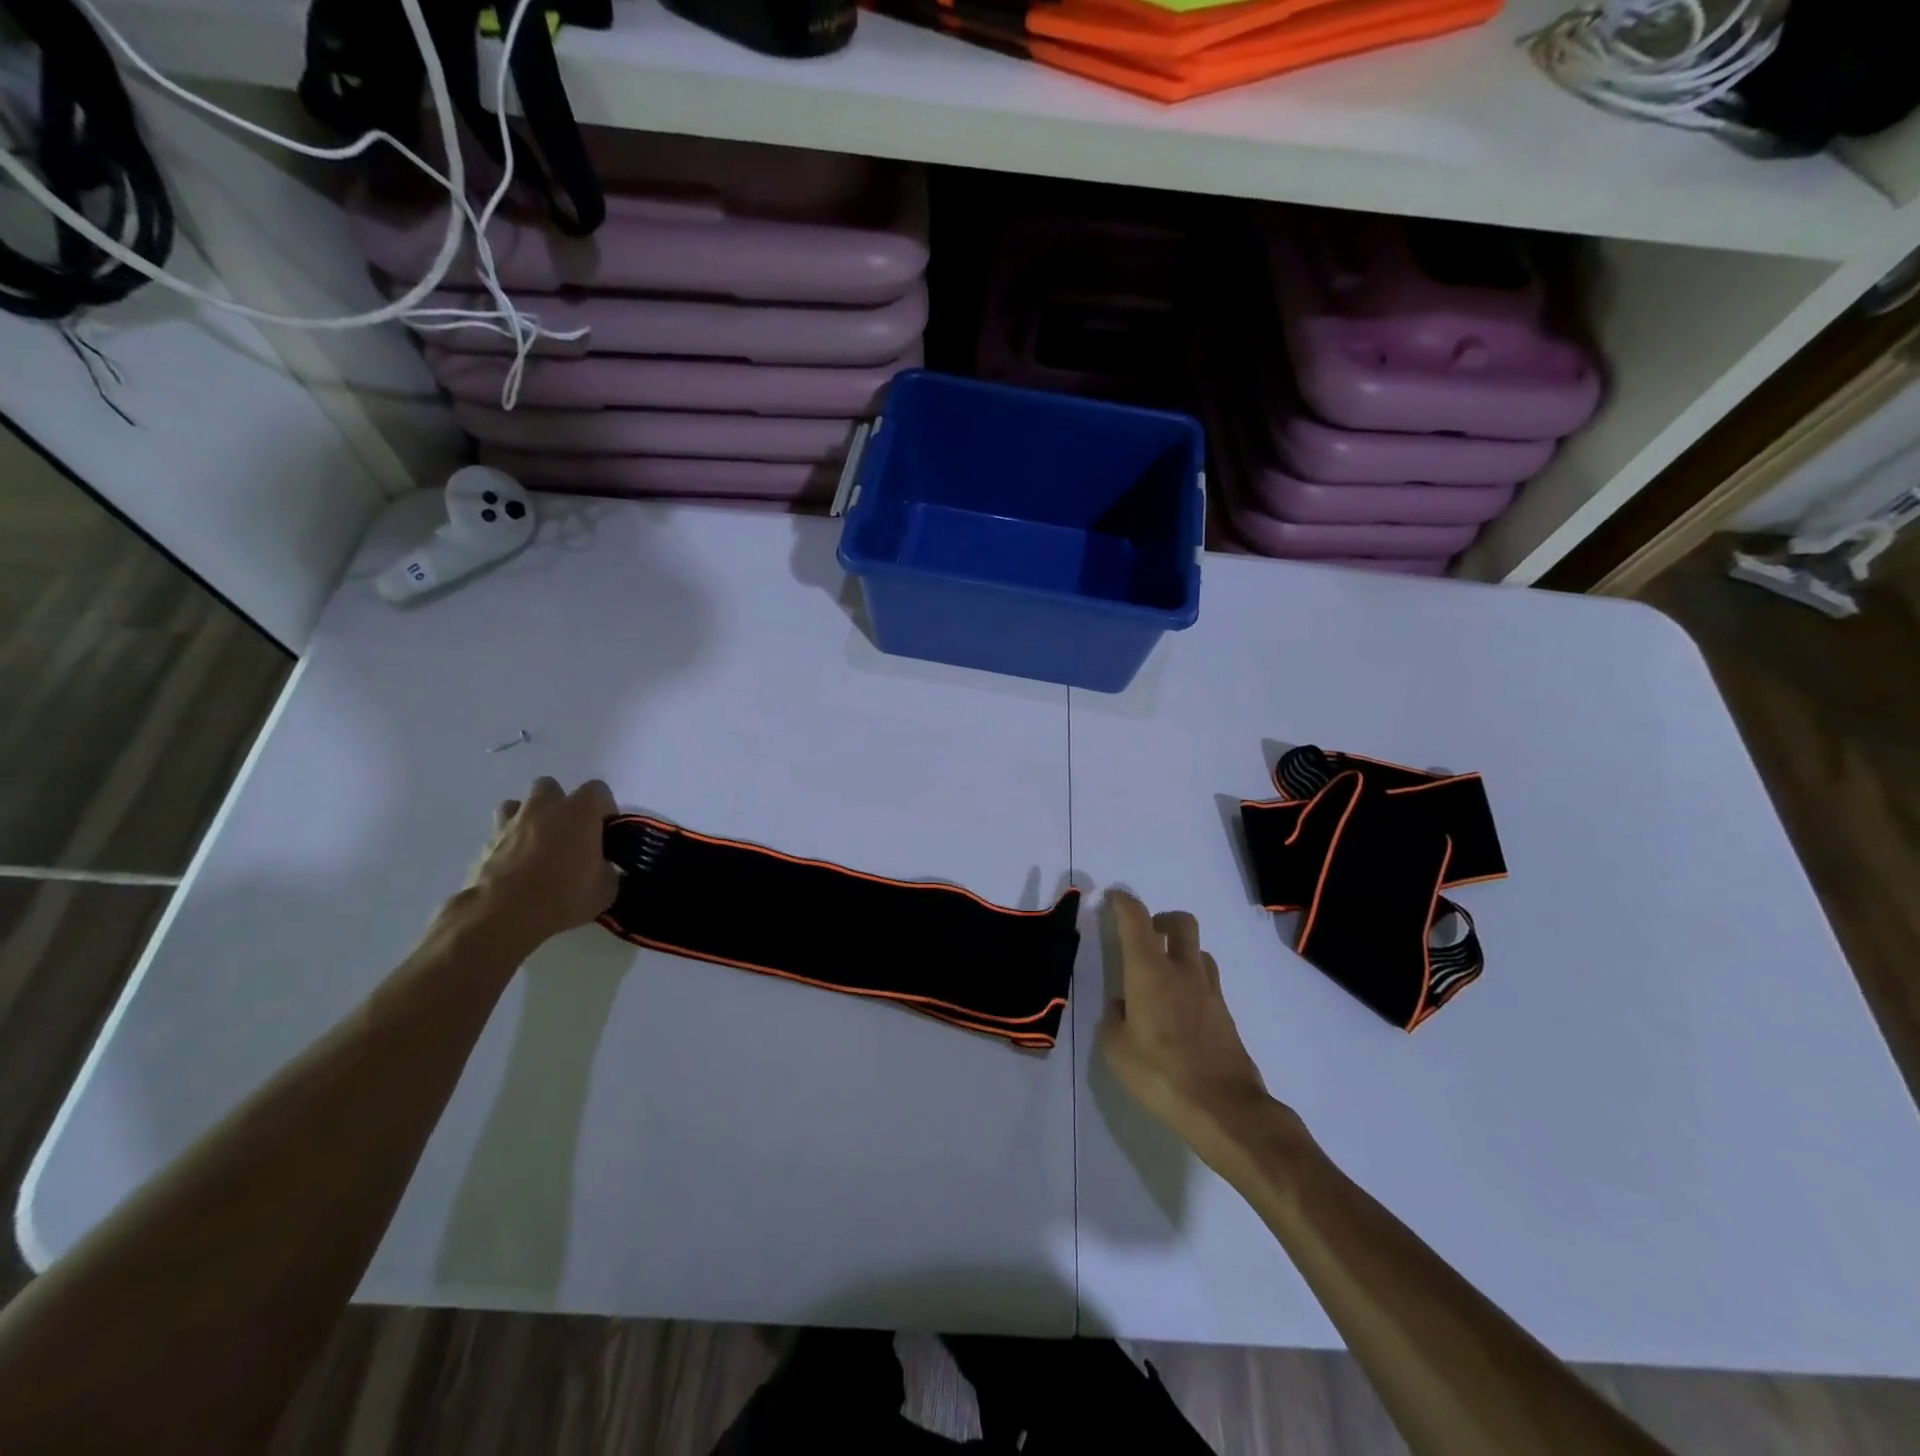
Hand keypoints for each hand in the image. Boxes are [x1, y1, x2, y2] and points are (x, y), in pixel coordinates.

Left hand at [464, 776, 620, 950]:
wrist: (503, 916)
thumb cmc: (563, 896)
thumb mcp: (605, 889)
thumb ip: (607, 869)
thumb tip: (603, 868)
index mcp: (579, 811)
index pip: (598, 790)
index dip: (604, 809)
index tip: (605, 832)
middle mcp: (544, 808)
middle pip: (551, 787)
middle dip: (560, 804)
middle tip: (569, 833)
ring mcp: (510, 823)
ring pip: (517, 804)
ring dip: (528, 818)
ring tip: (537, 844)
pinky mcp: (484, 844)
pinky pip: (499, 833)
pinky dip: (507, 843)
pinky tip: (515, 866)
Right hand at [1098, 890, 1279, 1163]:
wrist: (1224, 1108)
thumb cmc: (1161, 1075)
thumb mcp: (1117, 1050)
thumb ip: (1115, 1020)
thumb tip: (1123, 1007)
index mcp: (1150, 971)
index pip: (1137, 919)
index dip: (1123, 902)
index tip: (1112, 898)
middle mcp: (1182, 970)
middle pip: (1180, 922)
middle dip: (1161, 919)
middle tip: (1145, 935)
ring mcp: (1209, 990)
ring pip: (1197, 950)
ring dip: (1179, 951)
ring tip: (1161, 976)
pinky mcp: (1225, 1013)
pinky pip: (1206, 980)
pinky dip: (1190, 980)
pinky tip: (1177, 1009)